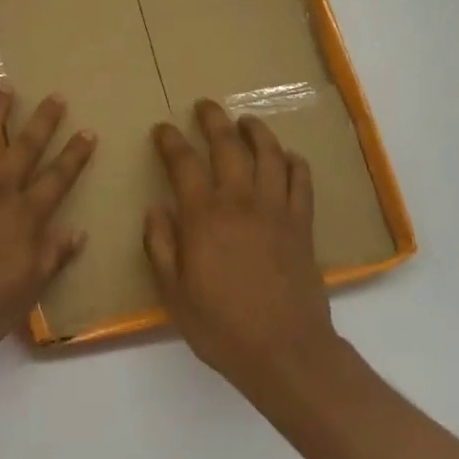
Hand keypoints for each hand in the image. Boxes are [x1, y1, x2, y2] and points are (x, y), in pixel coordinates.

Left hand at [0, 89, 95, 367]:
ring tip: (4, 87)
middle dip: (42, 121)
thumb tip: (78, 231)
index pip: (57, 179)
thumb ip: (52, 258)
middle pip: (24, 149)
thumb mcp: (26, 293)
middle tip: (55, 96)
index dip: (74, 156)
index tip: (88, 131)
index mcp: (24, 218)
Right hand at [145, 99, 342, 395]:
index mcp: (204, 216)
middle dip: (214, 120)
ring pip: (269, 154)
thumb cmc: (221, 325)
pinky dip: (294, 162)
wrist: (285, 352)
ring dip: (256, 131)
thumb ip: (161, 246)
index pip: (184, 163)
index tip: (162, 129)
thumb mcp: (173, 293)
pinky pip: (301, 181)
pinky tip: (288, 157)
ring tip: (246, 120)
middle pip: (228, 146)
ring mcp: (276, 210)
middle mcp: (240, 202)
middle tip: (205, 106)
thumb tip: (156, 209)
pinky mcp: (302, 225)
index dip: (171, 141)